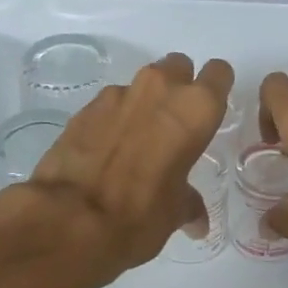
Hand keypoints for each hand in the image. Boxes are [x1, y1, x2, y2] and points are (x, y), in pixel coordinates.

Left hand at [24, 53, 233, 285]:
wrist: (68, 219)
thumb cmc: (140, 214)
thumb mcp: (175, 213)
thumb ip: (189, 203)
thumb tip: (196, 220)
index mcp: (195, 108)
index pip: (219, 73)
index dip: (215, 89)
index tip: (208, 113)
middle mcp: (161, 89)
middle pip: (178, 66)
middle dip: (178, 87)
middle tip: (173, 123)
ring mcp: (119, 93)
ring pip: (142, 84)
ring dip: (144, 103)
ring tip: (137, 141)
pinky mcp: (85, 106)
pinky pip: (111, 103)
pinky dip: (113, 119)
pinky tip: (106, 150)